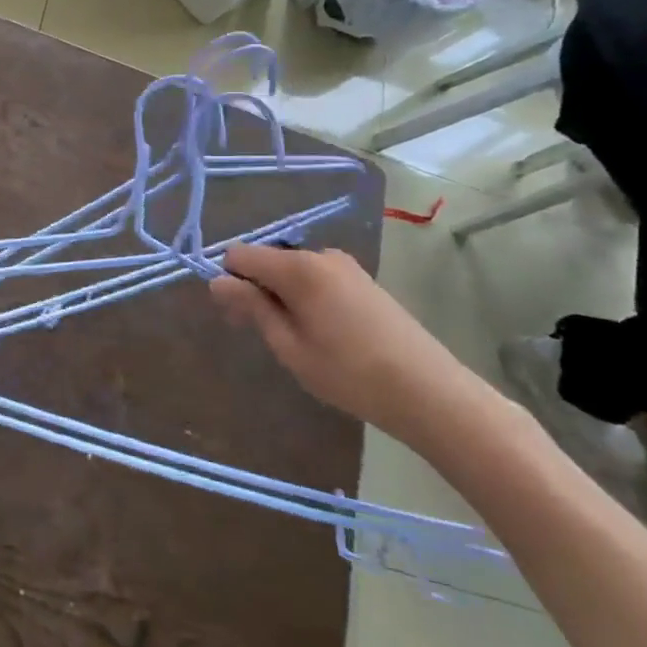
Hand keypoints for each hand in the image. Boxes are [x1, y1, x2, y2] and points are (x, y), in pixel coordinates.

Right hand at [211, 245, 471, 441]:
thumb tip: (217, 281)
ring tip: (295, 341)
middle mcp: (321, 255)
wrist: (429, 391)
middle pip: (267, 261)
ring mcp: (346, 267)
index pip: (240, 254)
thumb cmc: (349, 373)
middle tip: (259, 335)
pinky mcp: (363, 281)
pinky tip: (322, 334)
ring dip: (280, 297)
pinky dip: (305, 299)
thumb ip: (252, 307)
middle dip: (254, 289)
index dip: (230, 281)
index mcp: (298, 267)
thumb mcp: (289, 345)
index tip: (236, 317)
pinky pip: (316, 279)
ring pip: (292, 272)